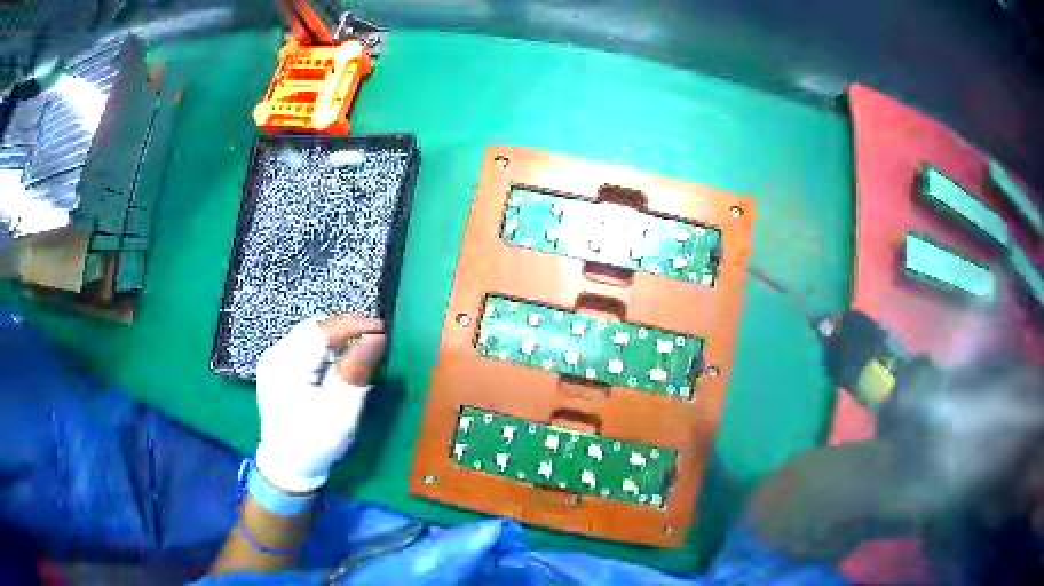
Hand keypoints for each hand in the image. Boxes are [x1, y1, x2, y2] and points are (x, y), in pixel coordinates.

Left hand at [255, 316, 386, 492]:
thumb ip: (355, 371)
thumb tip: (376, 338)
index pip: (322, 331)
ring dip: (334, 335)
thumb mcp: (342, 412)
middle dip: (345, 328)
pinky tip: (337, 358)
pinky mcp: (275, 364)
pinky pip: (302, 343)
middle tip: (373, 338)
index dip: (353, 325)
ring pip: (308, 332)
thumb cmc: (317, 443)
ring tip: (358, 347)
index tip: (382, 329)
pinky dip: (323, 345)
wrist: (288, 464)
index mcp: (287, 368)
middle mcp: (275, 356)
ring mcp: (272, 359)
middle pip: (313, 327)